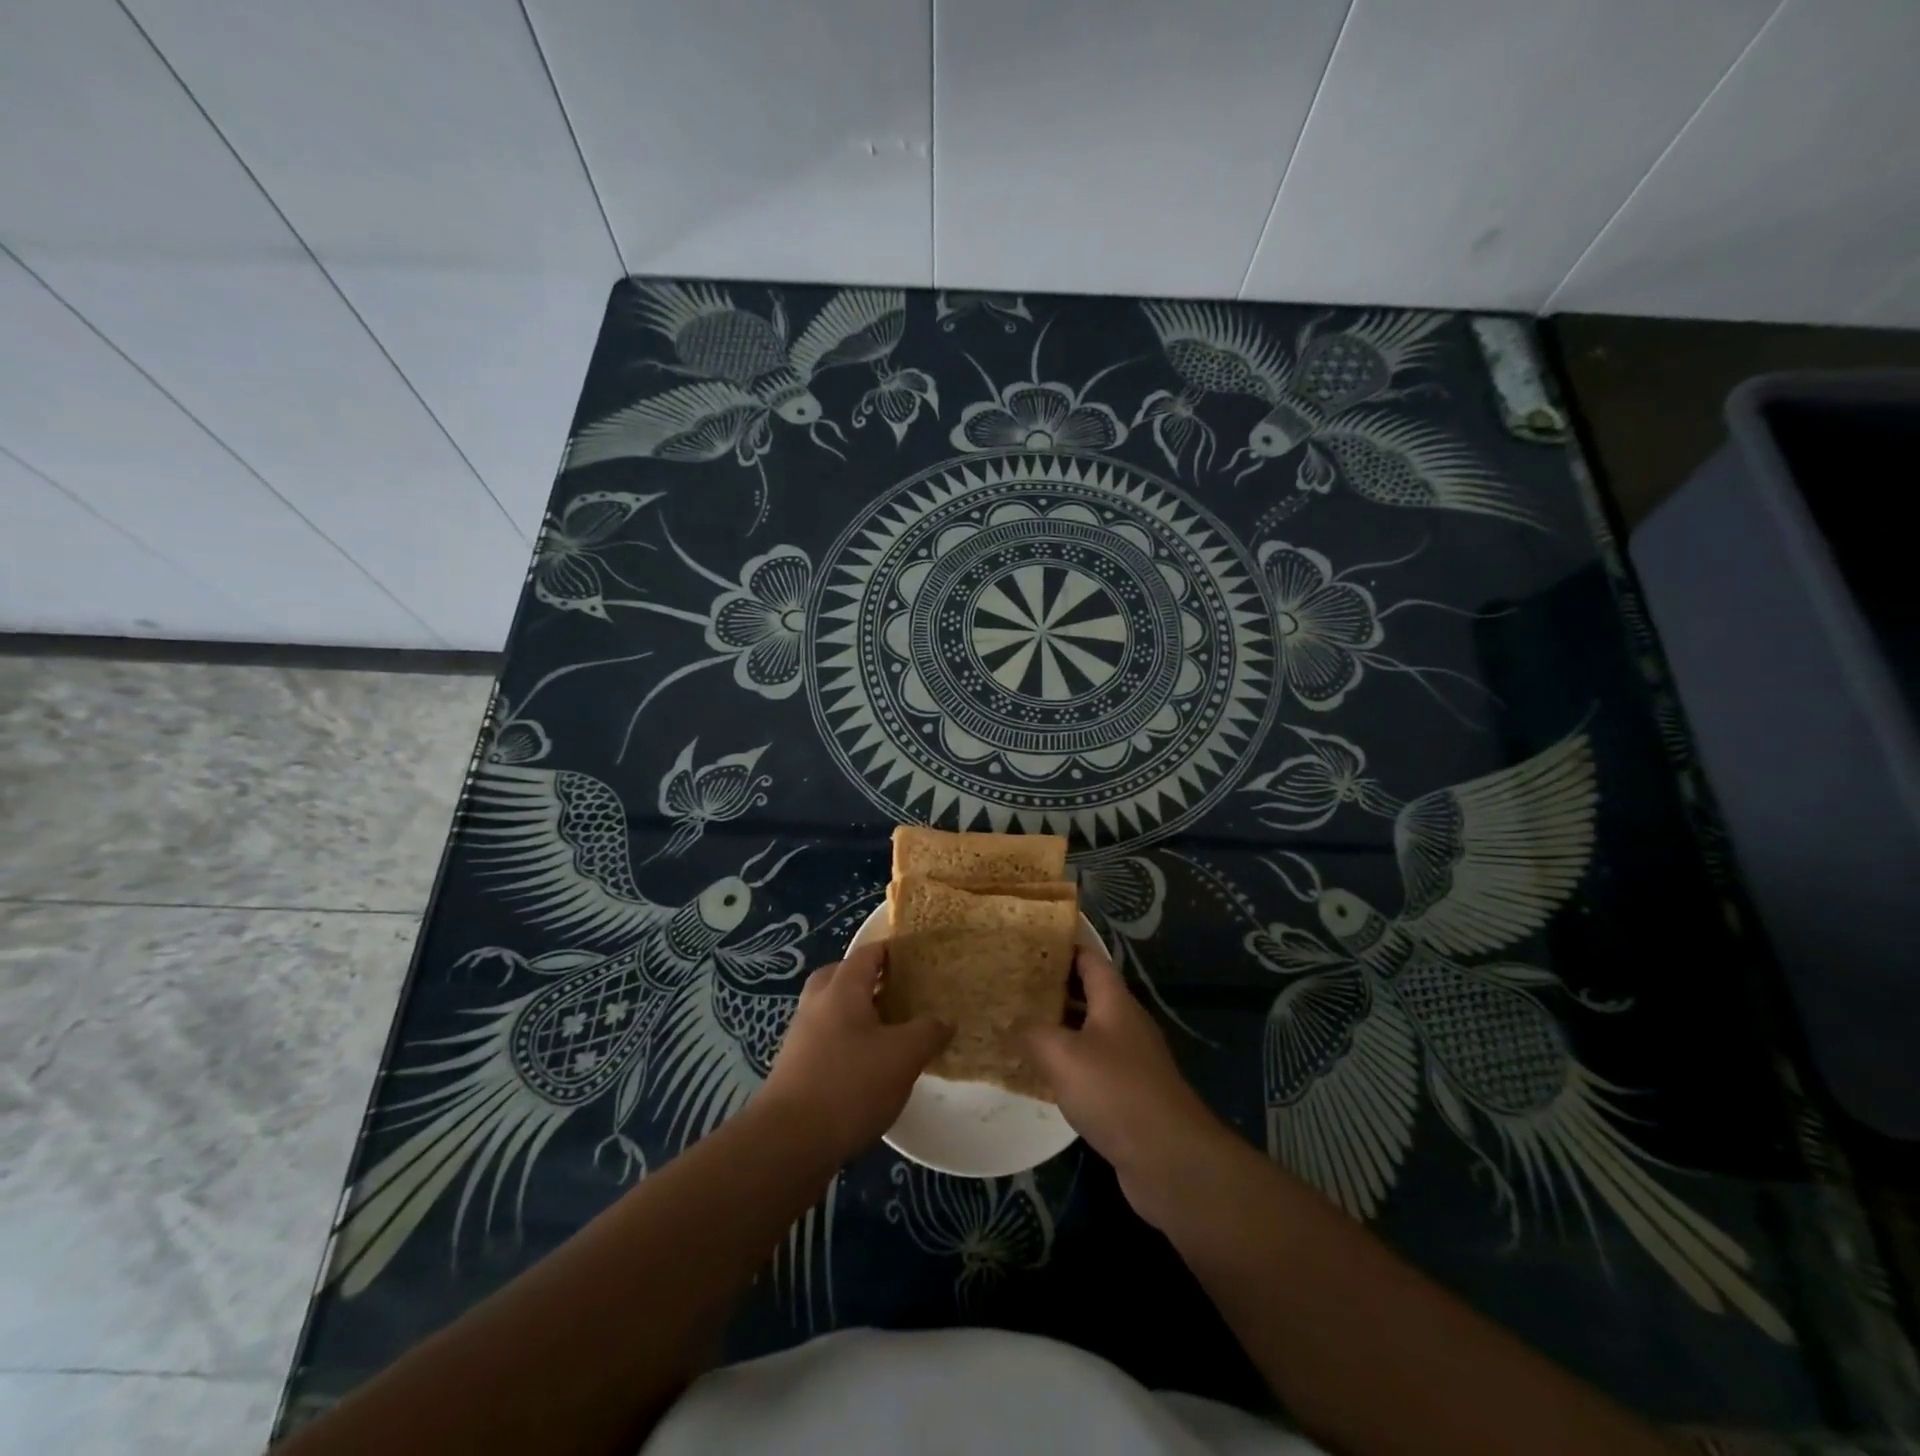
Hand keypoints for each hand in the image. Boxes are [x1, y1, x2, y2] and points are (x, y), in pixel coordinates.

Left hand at [760, 943, 951, 1164]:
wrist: (789, 1143)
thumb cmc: (850, 1085)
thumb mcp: (903, 1056)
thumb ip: (927, 1032)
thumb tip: (944, 1021)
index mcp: (841, 989)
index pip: (867, 953)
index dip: (892, 951)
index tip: (918, 958)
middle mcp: (816, 1005)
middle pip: (842, 977)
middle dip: (869, 980)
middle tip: (899, 992)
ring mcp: (801, 1037)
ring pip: (832, 1010)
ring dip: (857, 1014)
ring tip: (890, 1032)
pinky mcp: (796, 1069)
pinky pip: (826, 1040)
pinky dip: (847, 1043)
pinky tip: (869, 1067)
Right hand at [1019, 946, 1231, 1229]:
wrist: (1170, 1160)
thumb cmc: (1117, 1092)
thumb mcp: (1063, 1056)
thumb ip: (1031, 1033)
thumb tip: (1006, 1020)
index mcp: (1115, 1002)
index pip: (1090, 958)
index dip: (1064, 945)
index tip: (1030, 940)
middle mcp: (1124, 1024)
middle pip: (1087, 993)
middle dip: (1051, 985)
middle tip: (1011, 982)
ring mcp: (1129, 1060)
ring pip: (1087, 1031)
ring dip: (1056, 1026)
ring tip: (1016, 1022)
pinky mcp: (1127, 1094)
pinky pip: (1090, 1066)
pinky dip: (1065, 1063)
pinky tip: (1038, 1073)